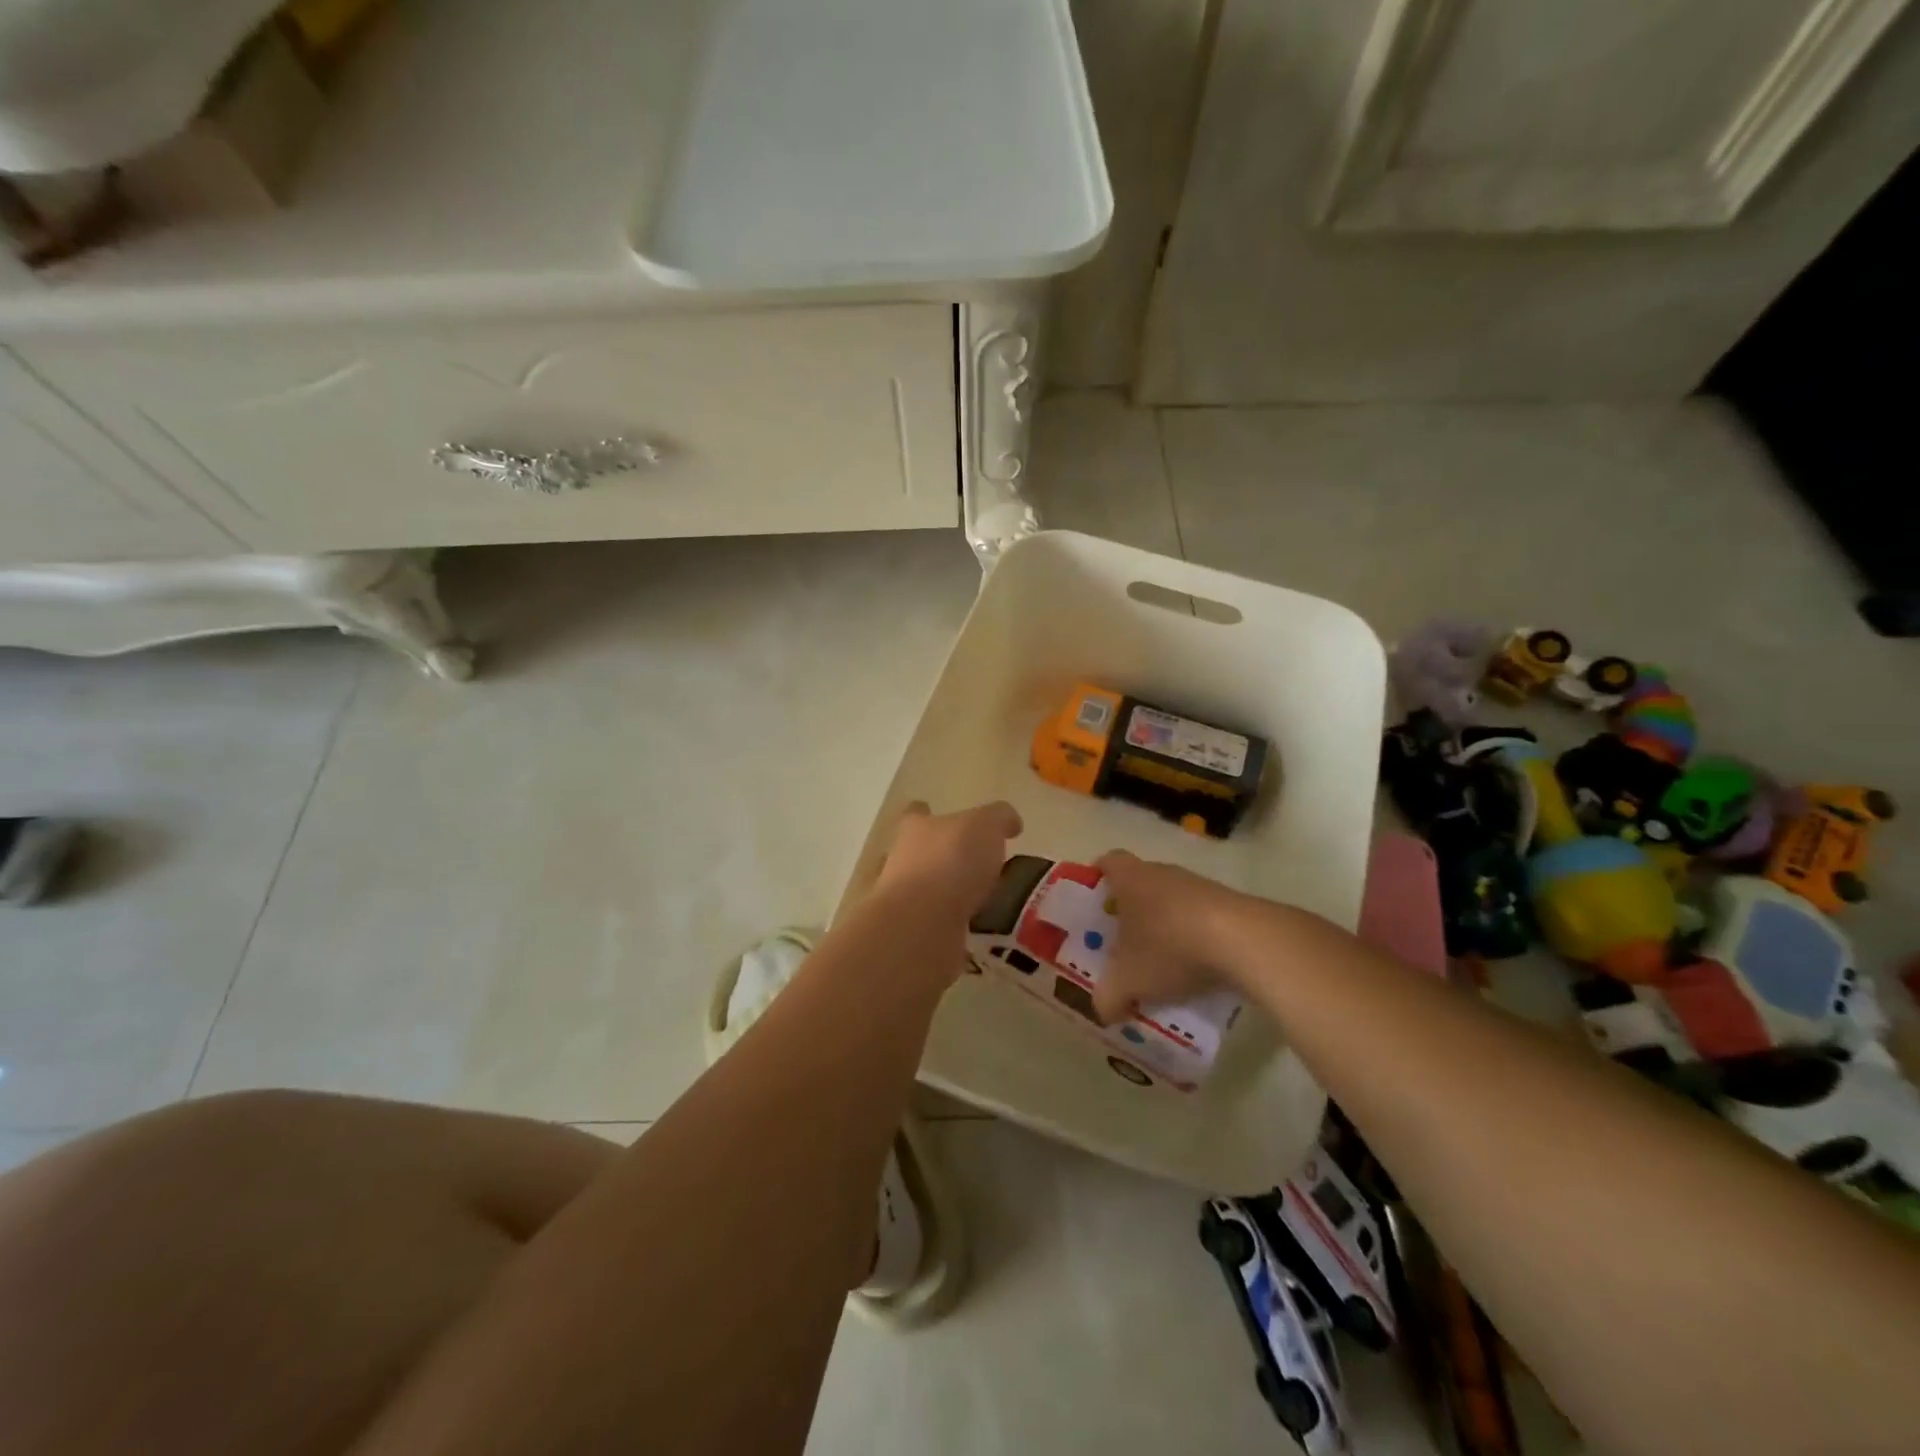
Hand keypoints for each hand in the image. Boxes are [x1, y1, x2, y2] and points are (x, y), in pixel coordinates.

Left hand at [872, 800, 1023, 925]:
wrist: (922, 924)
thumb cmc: (951, 861)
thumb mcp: (985, 825)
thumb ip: (999, 818)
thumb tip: (1011, 822)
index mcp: (916, 829)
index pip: (917, 814)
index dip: (926, 812)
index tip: (935, 814)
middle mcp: (903, 861)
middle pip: (919, 854)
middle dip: (943, 859)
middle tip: (978, 867)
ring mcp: (905, 901)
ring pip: (928, 893)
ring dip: (950, 896)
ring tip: (986, 904)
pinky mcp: (914, 935)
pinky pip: (938, 927)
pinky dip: (955, 928)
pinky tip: (980, 933)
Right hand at [1089, 850, 1261, 1023]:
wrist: (1244, 941)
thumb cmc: (1170, 947)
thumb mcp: (1128, 981)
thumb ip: (1107, 996)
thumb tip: (1102, 1010)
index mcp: (1130, 879)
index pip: (1108, 862)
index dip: (1099, 877)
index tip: (1095, 901)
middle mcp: (1162, 873)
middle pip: (1140, 883)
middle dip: (1131, 910)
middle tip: (1123, 942)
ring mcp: (1199, 886)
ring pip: (1172, 901)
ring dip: (1165, 926)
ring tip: (1161, 963)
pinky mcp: (1229, 904)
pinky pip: (1201, 917)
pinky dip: (1194, 938)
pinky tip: (1196, 968)